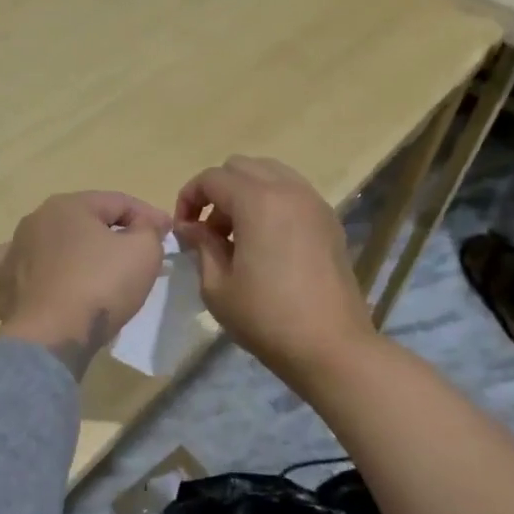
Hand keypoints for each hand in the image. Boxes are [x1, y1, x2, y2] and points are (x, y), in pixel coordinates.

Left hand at [0, 191, 171, 377]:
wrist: (48, 338)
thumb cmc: (99, 287)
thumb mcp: (143, 252)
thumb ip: (148, 230)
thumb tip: (145, 225)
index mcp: (68, 205)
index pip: (118, 202)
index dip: (148, 216)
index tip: (168, 234)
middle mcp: (34, 220)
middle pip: (84, 221)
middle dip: (112, 233)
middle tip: (138, 254)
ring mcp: (13, 250)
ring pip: (55, 244)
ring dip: (77, 252)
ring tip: (98, 274)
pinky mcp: (2, 282)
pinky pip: (30, 270)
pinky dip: (45, 273)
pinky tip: (54, 284)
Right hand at [173, 157, 374, 387]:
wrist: (331, 346)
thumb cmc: (266, 318)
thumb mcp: (217, 286)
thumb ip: (201, 246)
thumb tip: (191, 227)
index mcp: (259, 201)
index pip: (212, 178)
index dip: (189, 198)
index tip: (183, 231)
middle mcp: (289, 190)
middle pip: (241, 166)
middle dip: (217, 192)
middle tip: (208, 231)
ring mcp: (314, 203)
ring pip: (270, 174)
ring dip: (245, 194)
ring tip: (236, 236)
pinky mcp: (329, 221)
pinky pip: (292, 193)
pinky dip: (271, 203)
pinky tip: (265, 243)